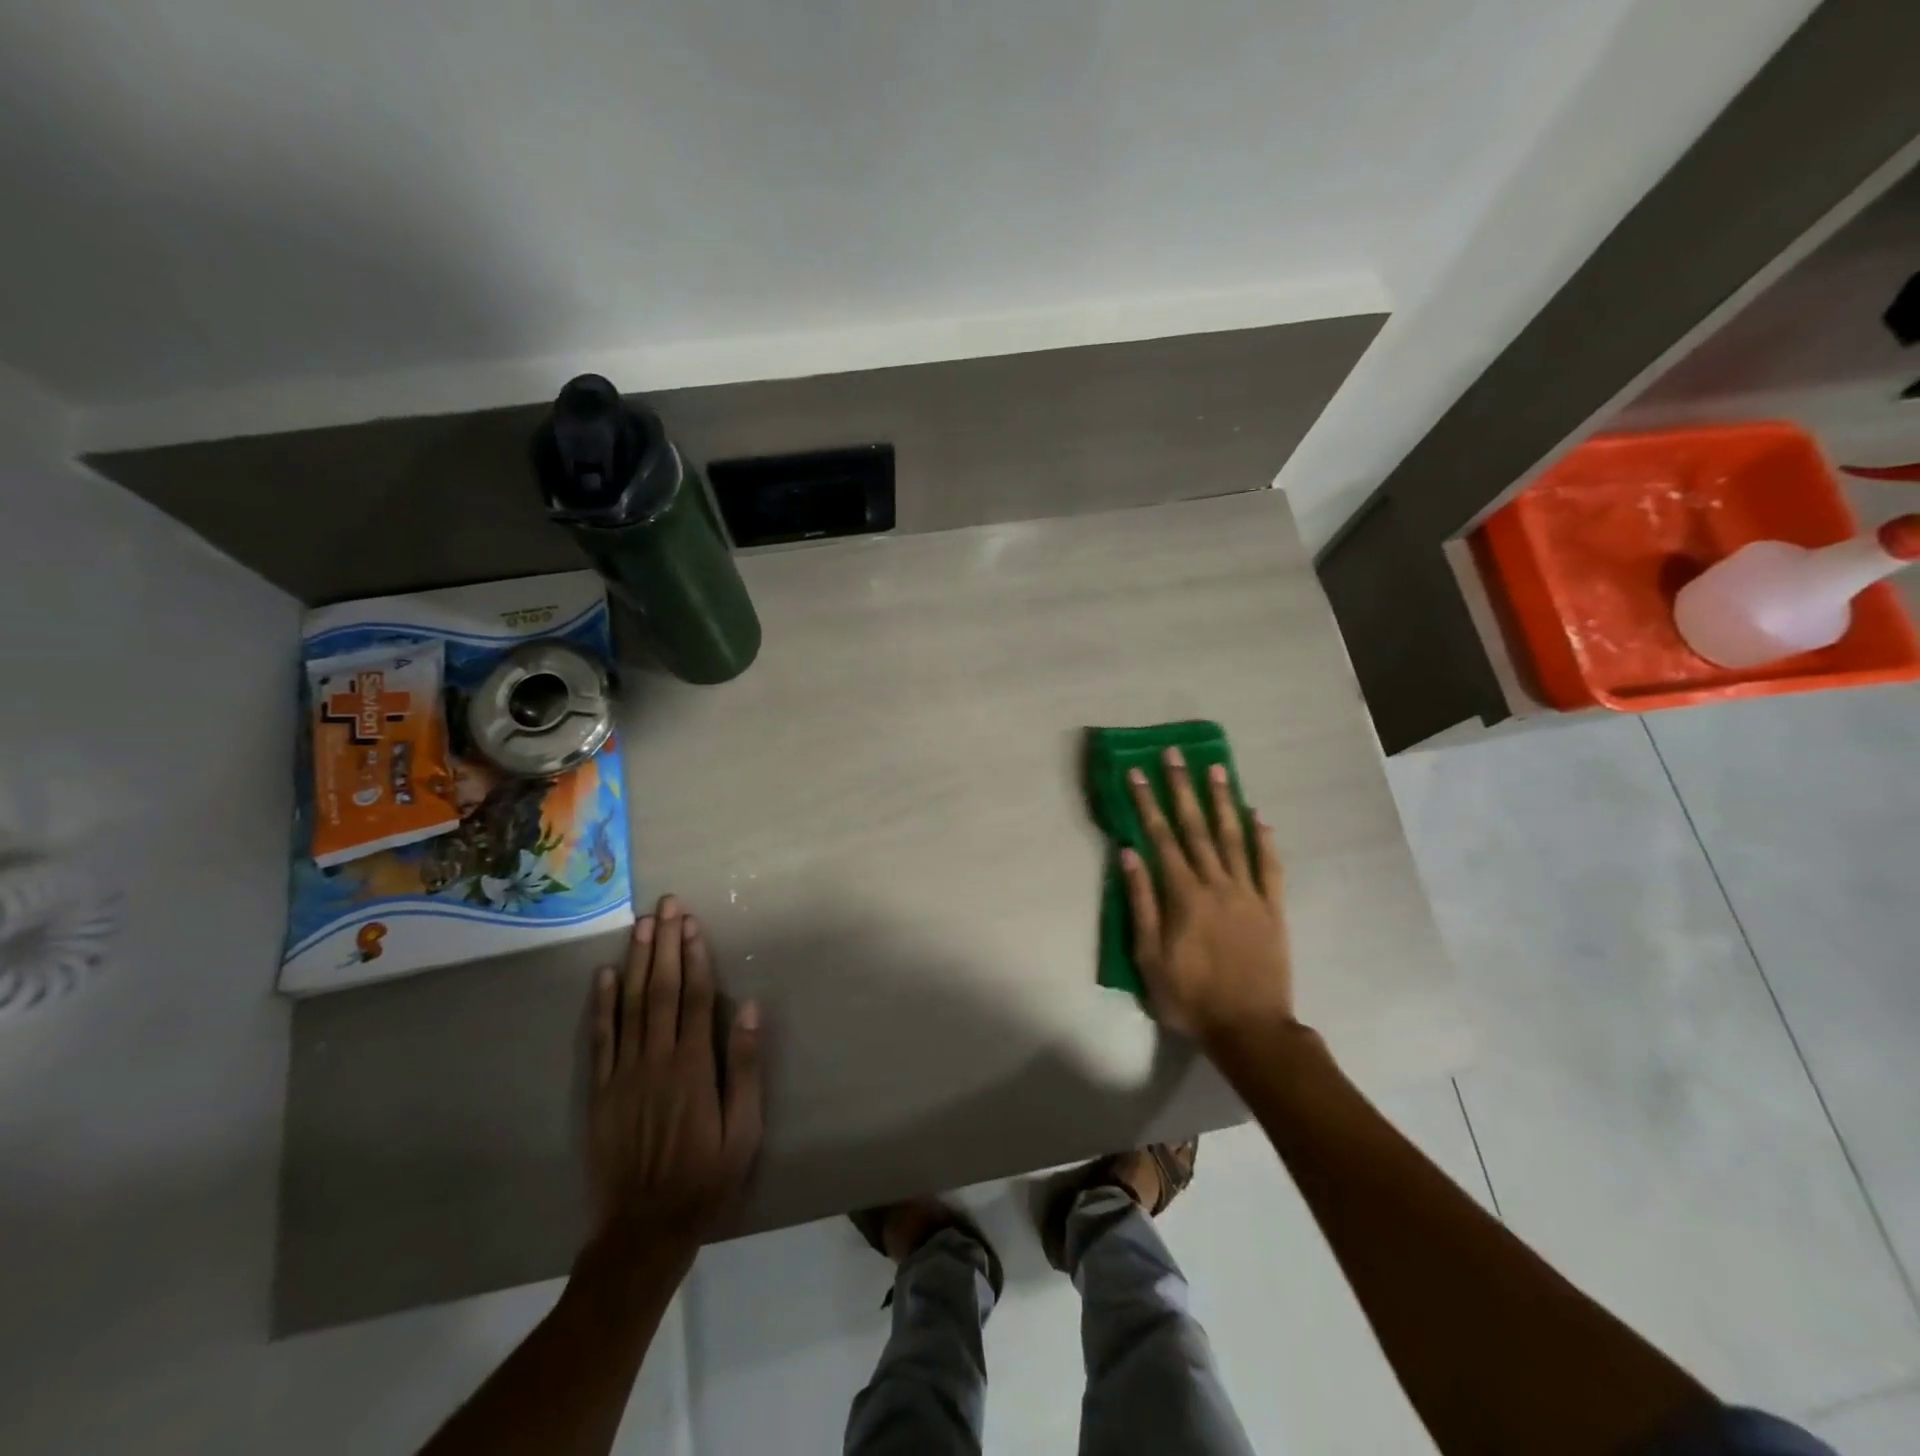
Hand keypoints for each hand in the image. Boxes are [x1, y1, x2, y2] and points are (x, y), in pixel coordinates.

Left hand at [587, 895, 763, 1262]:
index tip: (692, 924)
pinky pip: (599, 1039)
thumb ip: (745, 1066)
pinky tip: (604, 975)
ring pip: (629, 1005)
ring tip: (641, 925)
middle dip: (664, 944)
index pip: (694, 997)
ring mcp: (623, 1074)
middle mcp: (656, 1059)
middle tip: (667, 906)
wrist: (644, 1231)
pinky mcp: (600, 1092)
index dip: (694, 957)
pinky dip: (601, 1005)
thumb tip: (748, 1008)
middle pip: (660, 990)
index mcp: (693, 1066)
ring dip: (635, 962)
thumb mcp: (744, 1129)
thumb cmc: (706, 1178)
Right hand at [1121, 748, 1295, 1045]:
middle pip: (1196, 828)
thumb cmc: (1190, 997)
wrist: (1250, 1029)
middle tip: (1175, 755)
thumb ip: (1141, 903)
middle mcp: (1217, 884)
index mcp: (1184, 896)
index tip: (1136, 773)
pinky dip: (1264, 839)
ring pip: (1234, 838)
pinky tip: (1258, 816)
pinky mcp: (1273, 908)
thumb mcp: (1149, 957)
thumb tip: (1129, 853)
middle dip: (1182, 788)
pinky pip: (1270, 866)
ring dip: (1223, 801)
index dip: (1147, 803)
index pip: (1160, 838)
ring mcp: (1249, 894)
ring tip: (1216, 769)